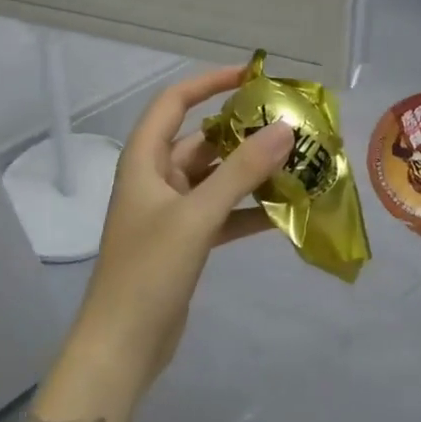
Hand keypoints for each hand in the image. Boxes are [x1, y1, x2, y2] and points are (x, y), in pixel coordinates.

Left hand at [45, 67, 293, 421]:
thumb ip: (241, 171)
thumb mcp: (197, 215)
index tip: (252, 77)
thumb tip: (284, 129)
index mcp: (144, 161)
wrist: (123, 345)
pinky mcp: (184, 242)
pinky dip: (248, 211)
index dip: (209, 83)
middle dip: (243, 133)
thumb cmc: (150, 271)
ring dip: (251, 173)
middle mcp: (156, 179)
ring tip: (297, 166)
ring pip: (216, 179)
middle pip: (202, 141)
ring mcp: (170, 213)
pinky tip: (284, 213)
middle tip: (290, 127)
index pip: (173, 103)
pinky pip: (221, 214)